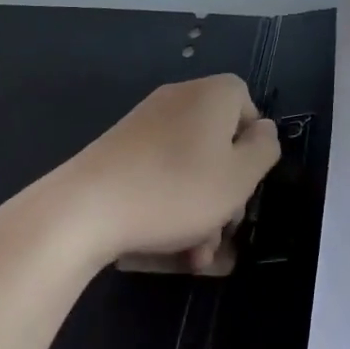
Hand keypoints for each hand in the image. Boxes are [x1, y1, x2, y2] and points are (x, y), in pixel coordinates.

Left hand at [50, 75, 279, 268]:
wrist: (85, 209)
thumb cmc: (177, 189)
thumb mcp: (240, 176)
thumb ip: (264, 149)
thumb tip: (263, 130)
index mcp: (213, 94)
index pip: (248, 106)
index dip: (252, 146)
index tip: (245, 183)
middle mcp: (180, 98)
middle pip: (218, 141)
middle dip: (226, 191)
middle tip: (223, 230)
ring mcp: (145, 122)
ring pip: (190, 165)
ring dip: (200, 209)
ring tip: (194, 254)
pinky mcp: (119, 149)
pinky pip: (159, 172)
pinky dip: (169, 203)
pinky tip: (167, 242)